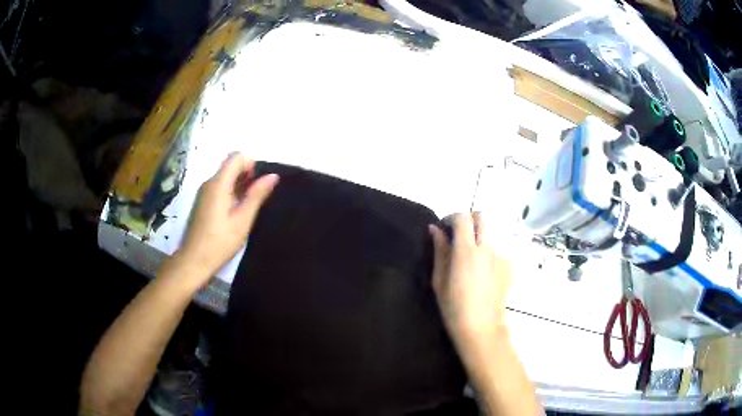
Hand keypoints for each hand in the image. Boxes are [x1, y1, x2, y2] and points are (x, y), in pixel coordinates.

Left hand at [176, 153, 278, 285]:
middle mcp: (209, 183)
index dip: (250, 164)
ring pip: (224, 176)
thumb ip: (256, 195)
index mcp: (218, 184)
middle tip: (255, 197)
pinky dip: (229, 192)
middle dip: (245, 174)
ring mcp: (203, 192)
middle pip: (229, 165)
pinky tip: (234, 212)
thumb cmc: (220, 242)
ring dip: (238, 184)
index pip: (235, 157)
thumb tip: (273, 176)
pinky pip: (218, 187)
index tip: (257, 184)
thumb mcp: (242, 220)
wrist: (193, 260)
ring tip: (246, 206)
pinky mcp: (202, 202)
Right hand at [429, 212, 511, 352]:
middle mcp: (487, 248)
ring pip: (490, 235)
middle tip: (459, 236)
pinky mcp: (508, 267)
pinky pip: (497, 251)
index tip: (444, 228)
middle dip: (469, 220)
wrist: (481, 327)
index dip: (451, 217)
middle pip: (482, 217)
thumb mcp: (439, 280)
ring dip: (479, 238)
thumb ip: (440, 250)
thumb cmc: (454, 307)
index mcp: (466, 250)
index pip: (462, 217)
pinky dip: (488, 254)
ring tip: (470, 260)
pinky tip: (482, 275)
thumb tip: (435, 229)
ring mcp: (500, 256)